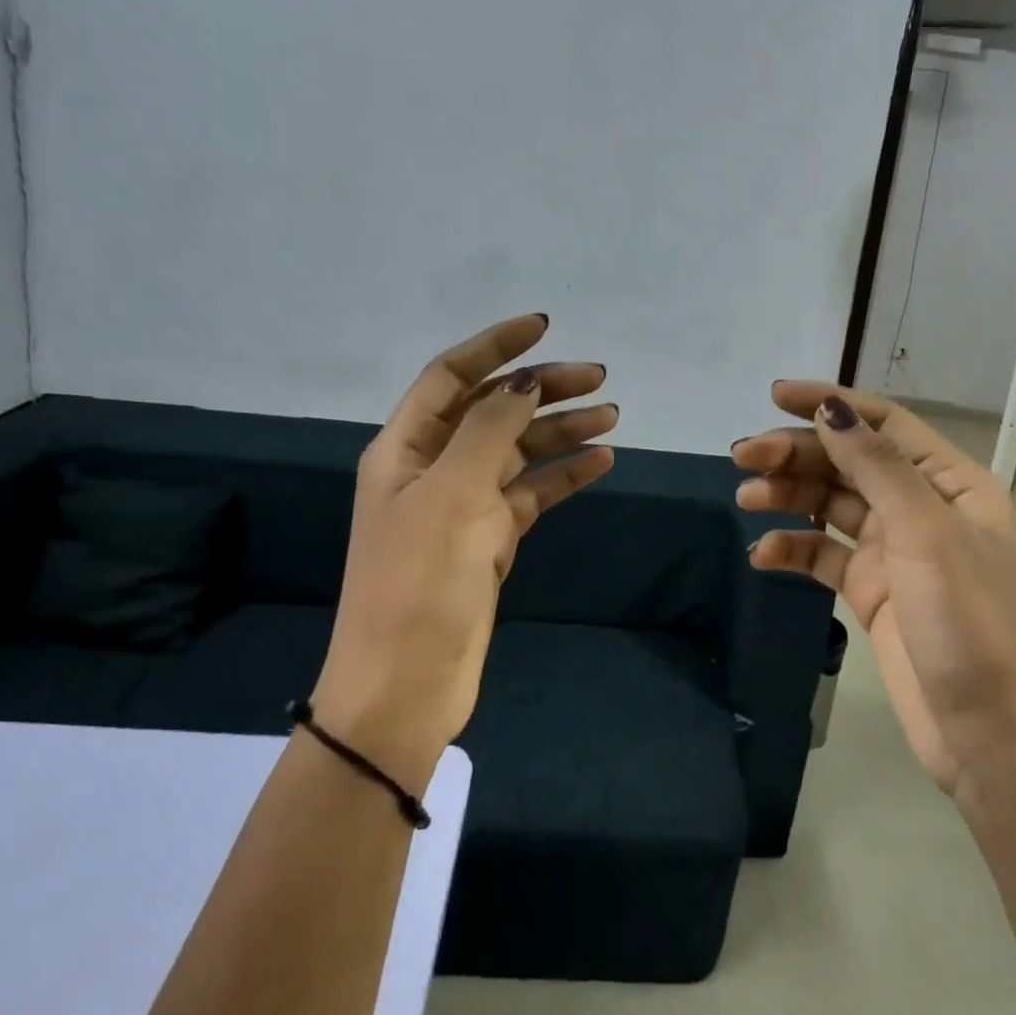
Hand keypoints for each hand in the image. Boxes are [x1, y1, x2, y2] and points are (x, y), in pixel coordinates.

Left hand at [315, 314, 615, 787]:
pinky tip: (601, 462)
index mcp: (406, 448)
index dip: (495, 346)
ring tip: (610, 417)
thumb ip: (489, 429)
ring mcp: (462, 505)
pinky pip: (531, 493)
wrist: (404, 688)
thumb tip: (524, 380)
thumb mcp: (452, 495)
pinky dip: (564, 475)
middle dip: (542, 388)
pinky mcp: (488, 540)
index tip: (545, 326)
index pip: (451, 376)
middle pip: (492, 409)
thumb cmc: (418, 583)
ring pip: (518, 450)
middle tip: (598, 378)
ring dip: (561, 430)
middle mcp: (433, 468)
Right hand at [732, 384, 1015, 796]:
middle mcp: (921, 507)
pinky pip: (823, 554)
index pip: (882, 423)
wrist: (989, 738)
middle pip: (847, 461)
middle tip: (742, 458)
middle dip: (795, 453)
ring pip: (830, 504)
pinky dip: (793, 548)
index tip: (775, 396)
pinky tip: (763, 555)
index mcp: (949, 483)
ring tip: (745, 499)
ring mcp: (894, 551)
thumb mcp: (926, 534)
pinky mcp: (871, 590)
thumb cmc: (969, 624)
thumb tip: (831, 408)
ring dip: (787, 495)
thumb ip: (877, 466)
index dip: (830, 403)